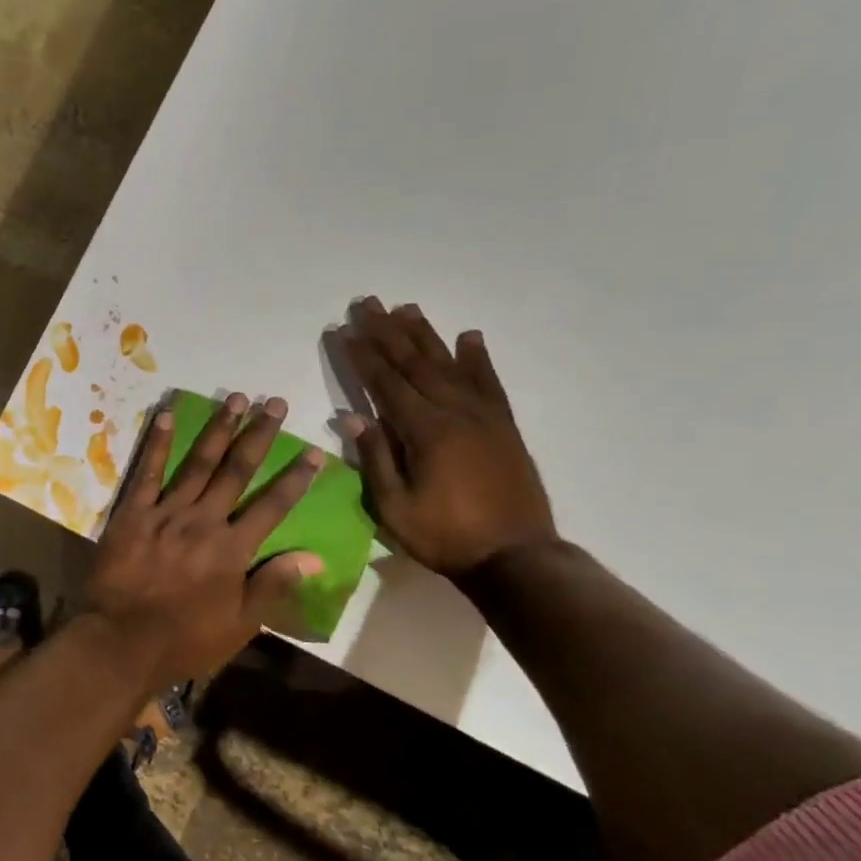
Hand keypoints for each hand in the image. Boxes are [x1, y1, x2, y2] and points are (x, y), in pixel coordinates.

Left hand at [86, 394, 323, 691]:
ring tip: (235, 398)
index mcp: (232, 549)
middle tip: (274, 402)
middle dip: (259, 435)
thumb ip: (273, 585)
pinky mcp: (132, 513)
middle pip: (237, 470)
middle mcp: (203, 521)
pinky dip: (157, 443)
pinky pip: (147, 472)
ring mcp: (165, 513)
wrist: (120, 642)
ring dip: (218, 428)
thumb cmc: (184, 640)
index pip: (272, 506)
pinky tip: (166, 415)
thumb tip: (314, 557)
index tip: (314, 451)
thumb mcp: (239, 624)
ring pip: (197, 462)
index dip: (295, 478)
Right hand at [338, 297, 555, 578]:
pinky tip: (469, 336)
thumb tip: (350, 416)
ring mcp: (483, 416)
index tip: (344, 330)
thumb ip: (374, 459)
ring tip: (406, 308)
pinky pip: (489, 382)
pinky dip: (477, 357)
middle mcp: (454, 412)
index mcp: (425, 431)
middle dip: (387, 332)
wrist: (515, 556)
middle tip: (367, 304)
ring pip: (449, 364)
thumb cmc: (445, 536)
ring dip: (425, 335)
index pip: (386, 383)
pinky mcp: (504, 426)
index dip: (363, 356)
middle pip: (415, 363)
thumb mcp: (394, 508)